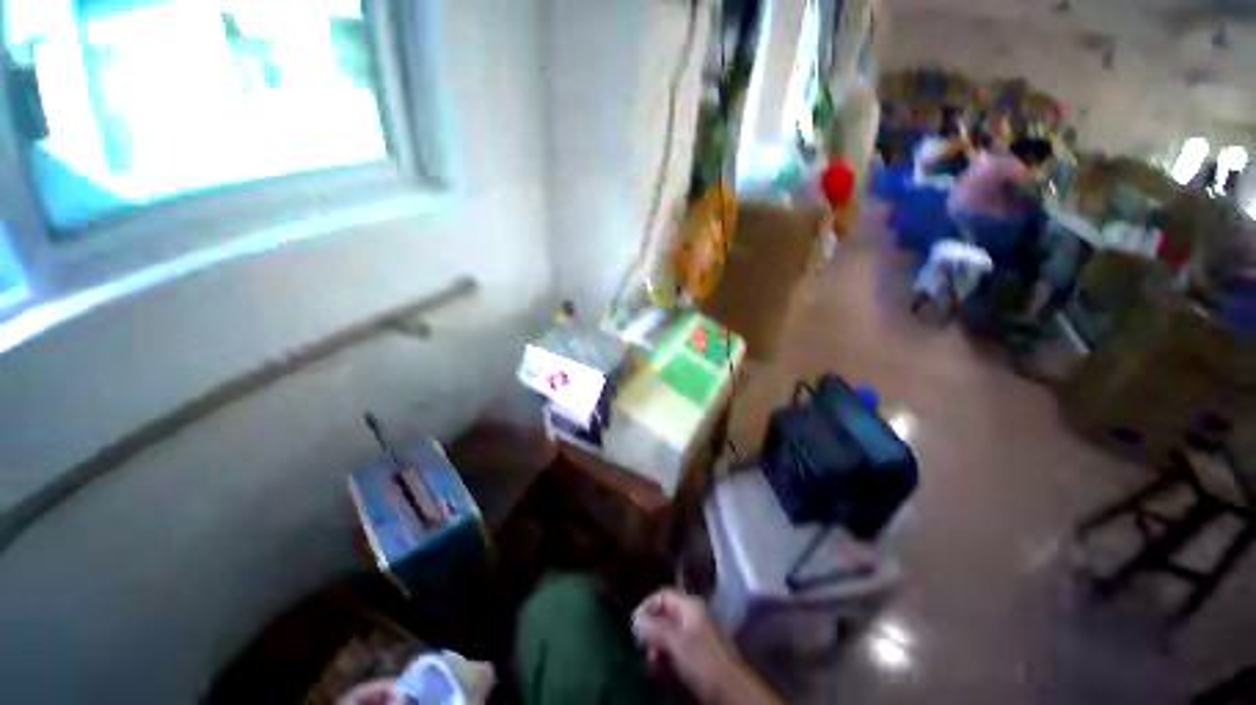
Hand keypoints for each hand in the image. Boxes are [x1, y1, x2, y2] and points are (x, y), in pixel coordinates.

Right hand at [631, 589, 780, 704]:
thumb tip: (635, 619)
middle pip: (665, 614)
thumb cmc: (703, 660)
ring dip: (657, 646)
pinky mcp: (699, 653)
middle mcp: (694, 614)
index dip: (646, 606)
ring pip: (669, 633)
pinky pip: (677, 647)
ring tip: (652, 662)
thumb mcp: (675, 642)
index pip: (662, 594)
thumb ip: (654, 628)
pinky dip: (667, 656)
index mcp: (690, 605)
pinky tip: (663, 668)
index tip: (633, 624)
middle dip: (651, 630)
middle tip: (643, 648)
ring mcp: (698, 633)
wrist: (732, 689)